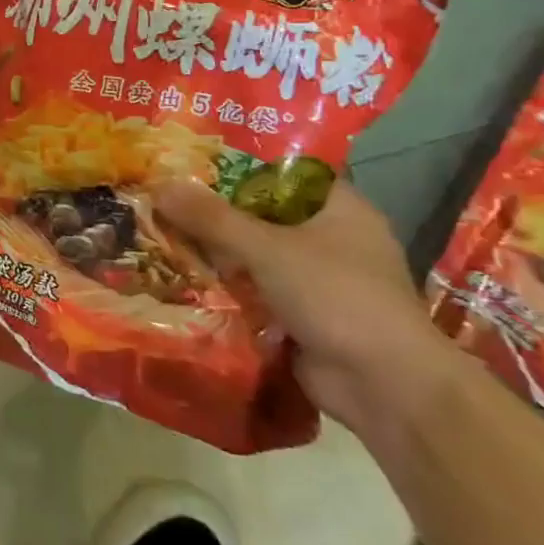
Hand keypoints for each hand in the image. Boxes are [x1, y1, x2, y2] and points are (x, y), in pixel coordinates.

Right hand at [153, 178, 453, 434]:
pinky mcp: (304, 315)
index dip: (238, 161)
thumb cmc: (336, 296)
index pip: (284, 170)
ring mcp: (319, 279)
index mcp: (340, 207)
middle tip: (163, 194)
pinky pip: (255, 289)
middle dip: (215, 209)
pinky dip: (226, 286)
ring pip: (256, 253)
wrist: (385, 386)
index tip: (191, 158)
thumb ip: (211, 218)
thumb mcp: (266, 248)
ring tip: (161, 232)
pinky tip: (181, 276)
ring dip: (216, 250)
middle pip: (263, 212)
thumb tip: (159, 185)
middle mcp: (332, 237)